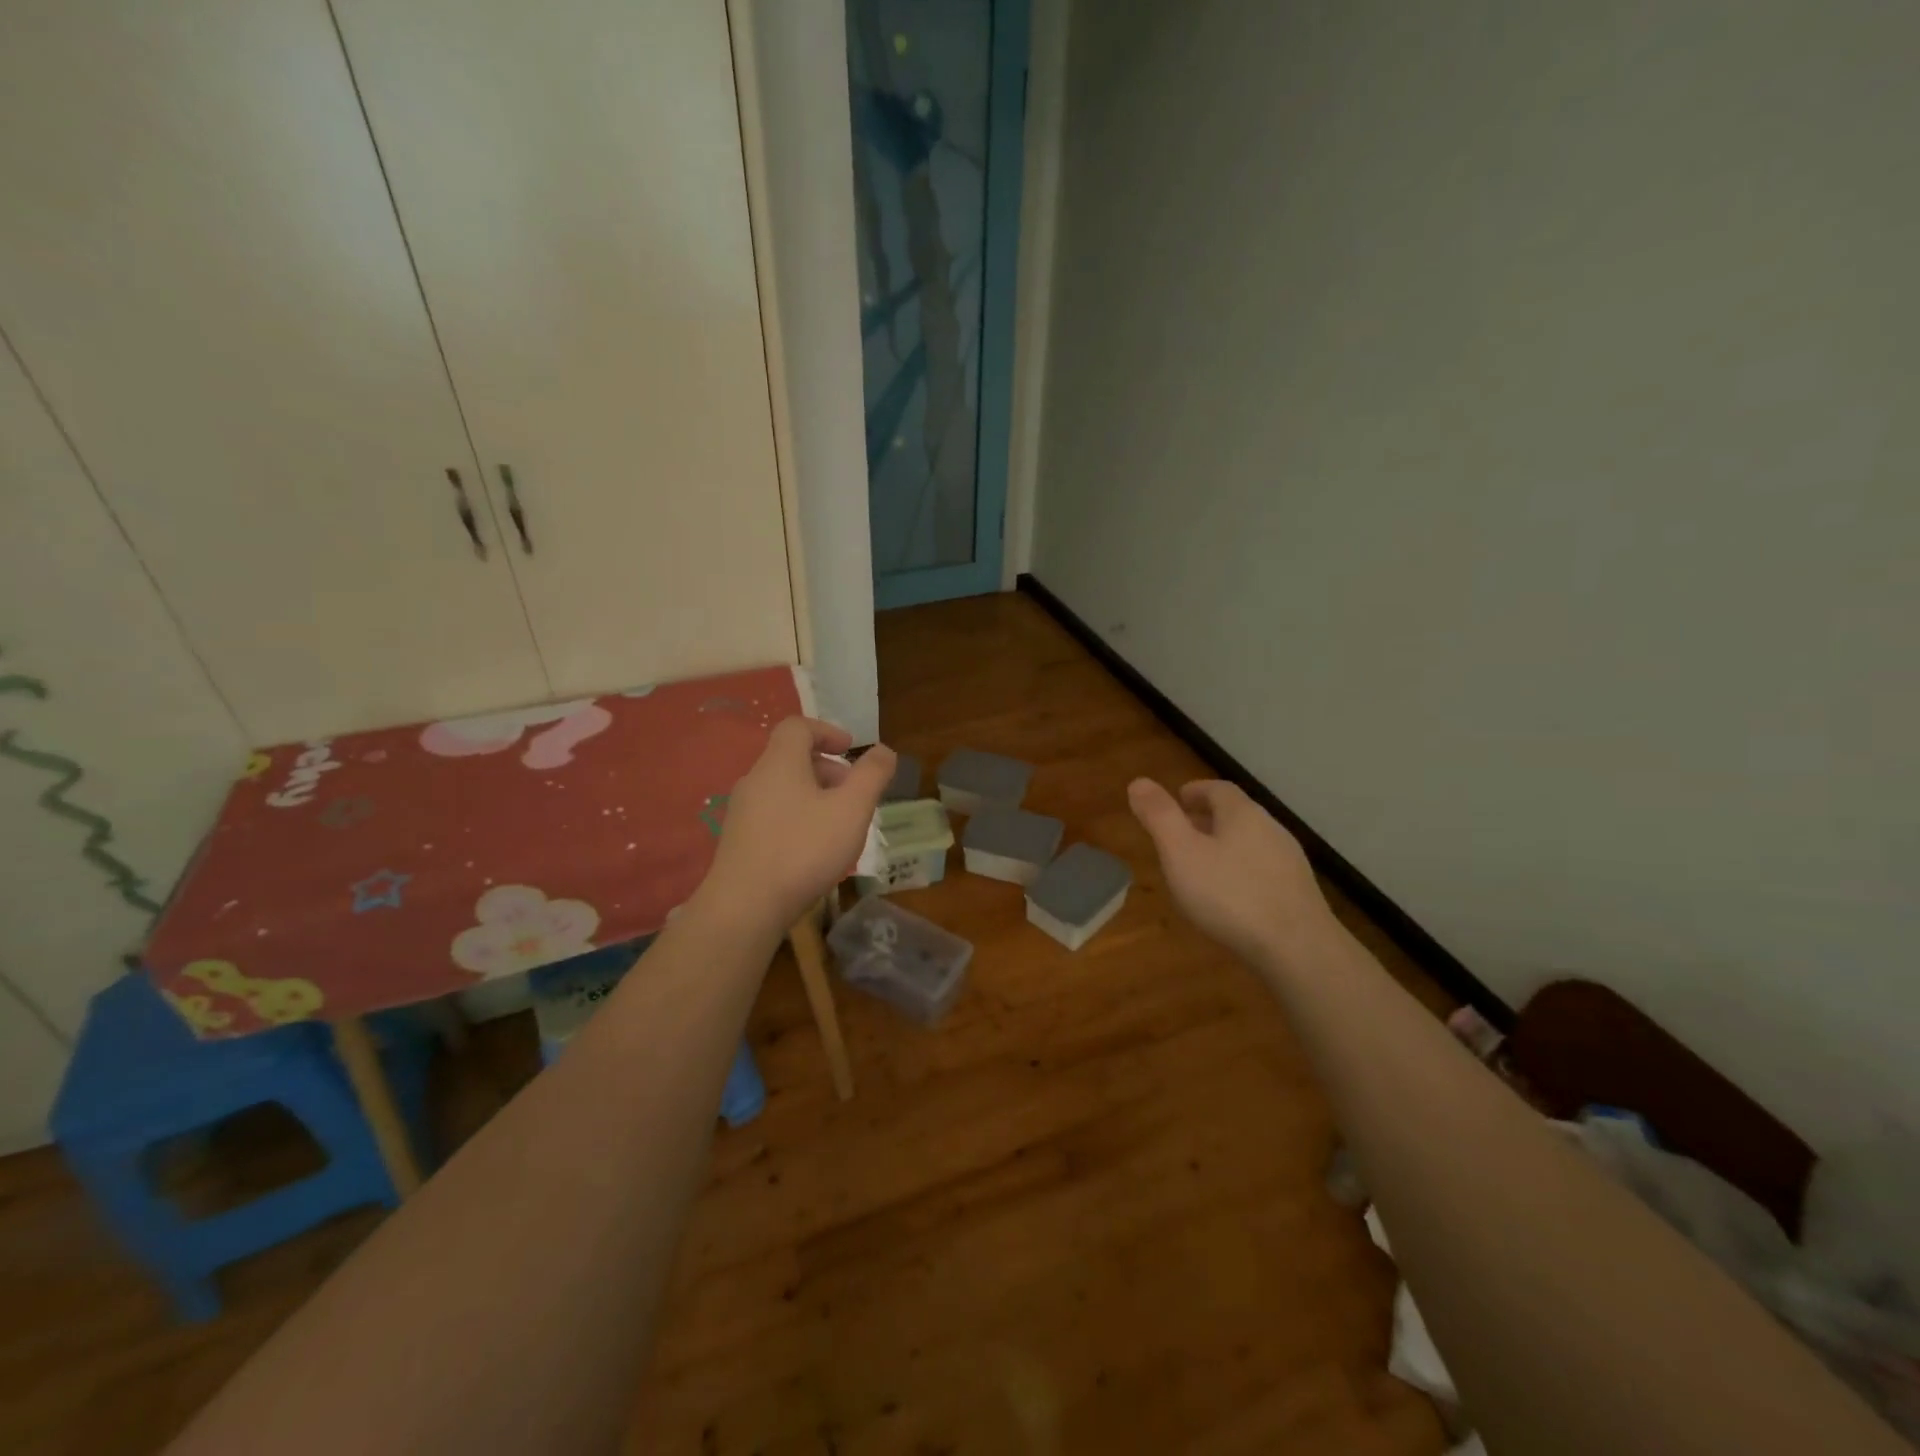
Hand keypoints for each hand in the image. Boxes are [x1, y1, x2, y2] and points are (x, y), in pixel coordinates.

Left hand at [696, 718, 895, 942]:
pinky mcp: (738, 840)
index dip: (827, 731)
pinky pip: (772, 813)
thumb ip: (872, 776)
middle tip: (852, 792)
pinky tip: (812, 849)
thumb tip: (883, 750)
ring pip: (782, 788)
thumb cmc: (803, 849)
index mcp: (780, 763)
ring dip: (813, 795)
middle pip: (790, 757)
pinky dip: (797, 816)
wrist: (745, 906)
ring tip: (837, 824)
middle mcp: (755, 780)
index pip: (798, 726)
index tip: (850, 749)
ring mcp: (742, 811)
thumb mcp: (851, 810)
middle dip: (826, 768)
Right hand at [1127, 778, 1339, 970]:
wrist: (1298, 949)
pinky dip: (1241, 872)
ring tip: (1201, 867)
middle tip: (1182, 833)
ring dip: (1225, 846)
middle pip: (1237, 815)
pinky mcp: (1298, 894)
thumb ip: (1159, 817)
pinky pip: (1263, 871)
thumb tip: (1139, 782)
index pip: (1218, 789)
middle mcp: (1271, 830)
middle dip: (1208, 819)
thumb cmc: (1230, 895)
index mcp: (1242, 814)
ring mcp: (1289, 863)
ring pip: (1251, 843)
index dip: (1195, 791)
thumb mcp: (1181, 853)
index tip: (1177, 800)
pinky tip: (1230, 898)